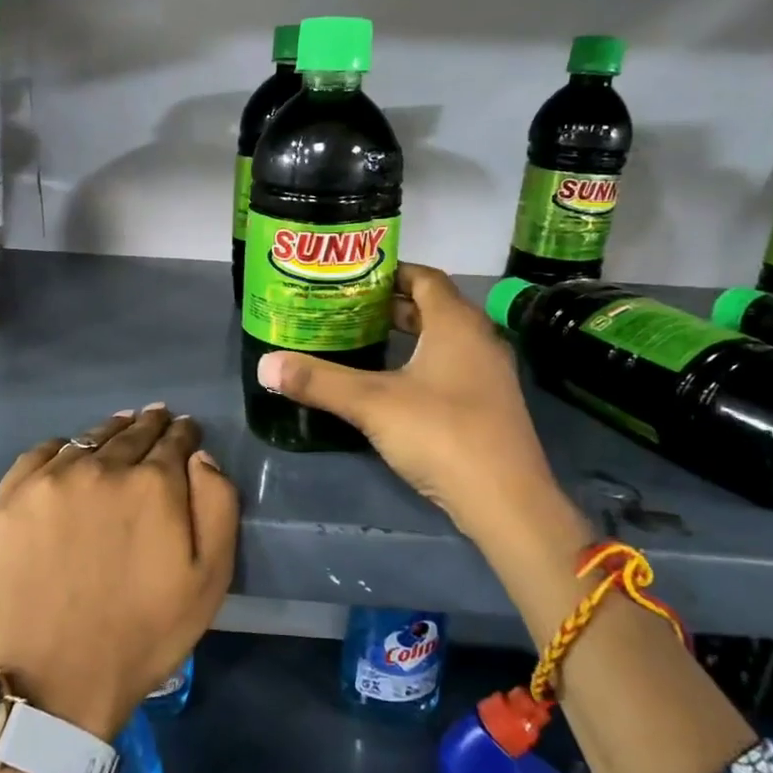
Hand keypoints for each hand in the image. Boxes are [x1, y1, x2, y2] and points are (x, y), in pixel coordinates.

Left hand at [0, 405, 237, 741]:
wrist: (59, 675)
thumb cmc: (146, 631)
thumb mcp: (210, 578)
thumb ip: (217, 504)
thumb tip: (200, 456)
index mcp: (153, 483)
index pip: (175, 439)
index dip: (184, 433)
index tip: (186, 430)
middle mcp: (102, 467)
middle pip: (133, 432)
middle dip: (151, 425)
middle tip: (157, 418)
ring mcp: (51, 479)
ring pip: (90, 438)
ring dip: (110, 432)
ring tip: (120, 430)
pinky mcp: (12, 496)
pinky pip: (42, 452)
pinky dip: (63, 449)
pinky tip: (70, 456)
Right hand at [255, 264, 589, 588]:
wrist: (506, 500)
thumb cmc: (441, 434)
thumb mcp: (371, 404)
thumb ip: (319, 381)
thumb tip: (266, 365)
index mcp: (456, 324)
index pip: (424, 278)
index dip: (388, 272)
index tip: (351, 278)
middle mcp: (478, 339)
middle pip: (432, 307)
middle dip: (389, 306)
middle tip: (345, 309)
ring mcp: (488, 374)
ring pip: (442, 339)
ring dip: (405, 335)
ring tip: (361, 341)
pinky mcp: (488, 405)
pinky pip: (450, 366)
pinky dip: (419, 362)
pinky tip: (391, 384)